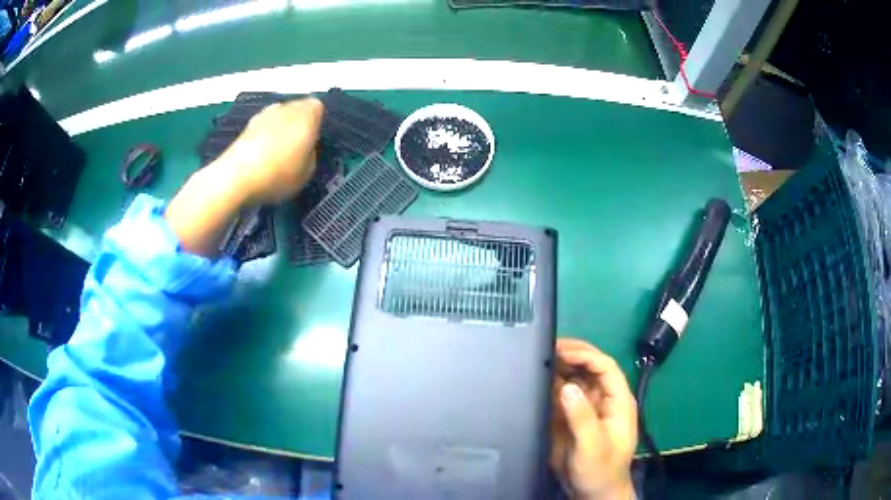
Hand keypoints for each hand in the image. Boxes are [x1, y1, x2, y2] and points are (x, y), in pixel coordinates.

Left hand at [165, 98, 323, 255]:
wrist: (236, 176)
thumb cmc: (278, 174)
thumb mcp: (308, 172)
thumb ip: (311, 154)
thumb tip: (306, 148)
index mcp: (308, 114)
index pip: (319, 109)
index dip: (316, 125)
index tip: (313, 142)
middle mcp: (287, 107)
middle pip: (297, 110)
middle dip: (298, 124)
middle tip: (296, 148)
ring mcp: (264, 113)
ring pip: (279, 118)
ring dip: (280, 129)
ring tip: (277, 154)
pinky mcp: (247, 125)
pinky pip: (263, 128)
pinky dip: (264, 137)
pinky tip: (260, 157)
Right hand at [550, 339, 637, 499]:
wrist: (591, 492)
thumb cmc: (600, 470)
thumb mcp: (592, 446)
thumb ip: (582, 417)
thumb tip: (567, 387)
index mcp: (617, 401)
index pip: (605, 367)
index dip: (585, 354)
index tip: (560, 349)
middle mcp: (604, 398)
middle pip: (591, 367)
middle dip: (572, 354)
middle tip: (546, 346)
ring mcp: (588, 406)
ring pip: (576, 377)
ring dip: (560, 367)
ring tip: (539, 358)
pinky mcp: (573, 416)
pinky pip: (563, 394)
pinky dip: (551, 384)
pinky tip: (538, 379)